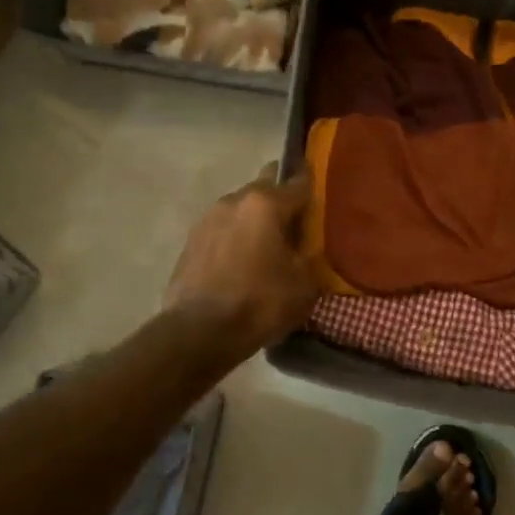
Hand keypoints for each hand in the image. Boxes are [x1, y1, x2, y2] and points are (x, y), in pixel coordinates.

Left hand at [164, 163, 318, 354]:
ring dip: (255, 220)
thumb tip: (305, 248)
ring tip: (268, 247)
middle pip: (265, 187)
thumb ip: (310, 255)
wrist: (198, 333)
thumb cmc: (259, 303)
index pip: (299, 182)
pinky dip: (236, 238)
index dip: (314, 186)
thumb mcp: (304, 284)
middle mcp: (234, 201)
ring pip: (241, 208)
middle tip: (296, 225)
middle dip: (281, 199)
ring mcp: (207, 219)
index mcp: (265, 204)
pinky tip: (243, 262)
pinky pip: (223, 230)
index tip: (324, 195)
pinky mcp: (190, 241)